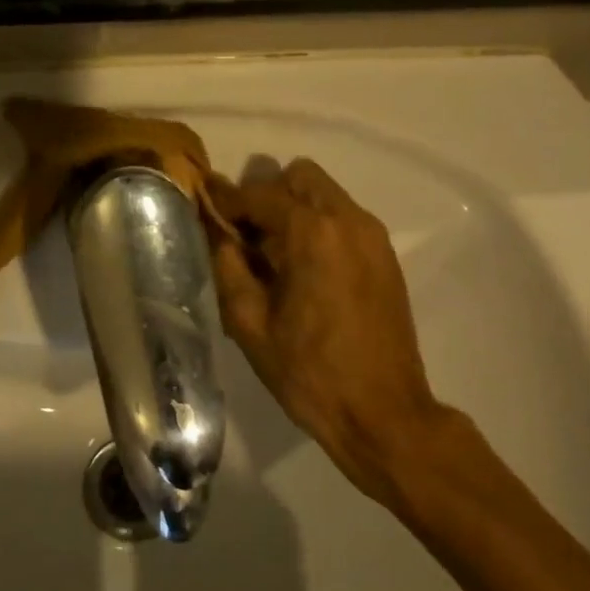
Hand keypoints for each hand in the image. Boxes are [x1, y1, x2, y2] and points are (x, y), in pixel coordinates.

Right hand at [208, 160, 446, 505]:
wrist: (382, 413)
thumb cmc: (308, 372)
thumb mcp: (249, 323)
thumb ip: (228, 265)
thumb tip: (217, 230)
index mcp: (313, 233)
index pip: (260, 195)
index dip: (227, 198)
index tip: (204, 200)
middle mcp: (348, 220)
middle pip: (300, 177)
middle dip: (267, 195)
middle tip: (246, 234)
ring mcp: (373, 237)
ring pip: (325, 195)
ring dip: (294, 209)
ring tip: (274, 254)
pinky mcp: (385, 256)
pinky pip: (344, 219)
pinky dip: (318, 226)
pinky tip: (303, 270)